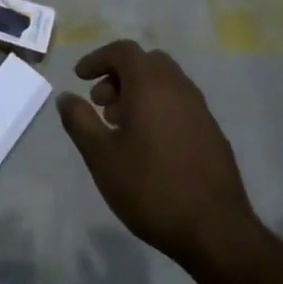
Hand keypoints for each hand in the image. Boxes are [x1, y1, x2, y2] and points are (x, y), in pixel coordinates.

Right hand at [58, 40, 277, 283]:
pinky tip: (148, 145)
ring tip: (120, 126)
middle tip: (101, 103)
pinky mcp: (213, 134)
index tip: (80, 78)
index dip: (97, 58)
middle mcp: (179, 88)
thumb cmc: (151, 188)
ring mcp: (201, 111)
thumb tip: (66, 97)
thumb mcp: (101, 156)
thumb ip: (79, 121)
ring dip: (139, 92)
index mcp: (151, 85)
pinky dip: (159, 108)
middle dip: (119, 74)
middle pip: (146, 62)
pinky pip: (180, 104)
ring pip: (166, 83)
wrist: (216, 232)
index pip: (123, 51)